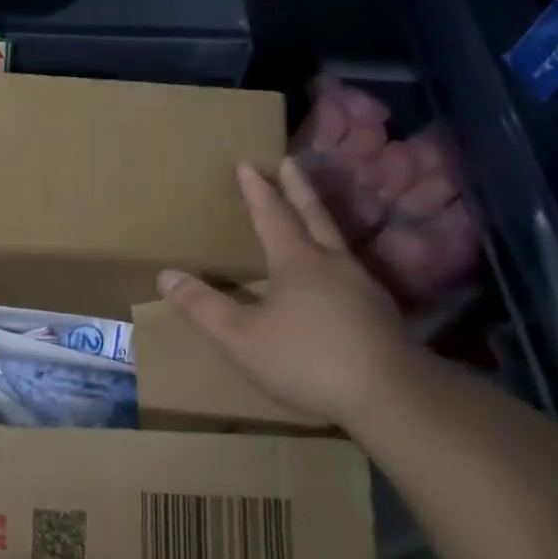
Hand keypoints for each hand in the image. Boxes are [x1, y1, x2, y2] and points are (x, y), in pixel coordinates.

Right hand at [160, 159, 419, 428]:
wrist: (391, 395)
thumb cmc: (307, 358)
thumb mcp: (240, 337)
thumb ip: (203, 306)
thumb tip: (166, 275)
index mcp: (297, 262)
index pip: (273, 215)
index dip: (258, 190)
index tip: (247, 163)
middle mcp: (332, 264)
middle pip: (313, 216)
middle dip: (297, 188)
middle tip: (290, 162)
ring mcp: (362, 287)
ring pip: (336, 241)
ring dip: (320, 219)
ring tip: (311, 213)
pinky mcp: (380, 313)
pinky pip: (350, 271)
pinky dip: (334, 257)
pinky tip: (334, 275)